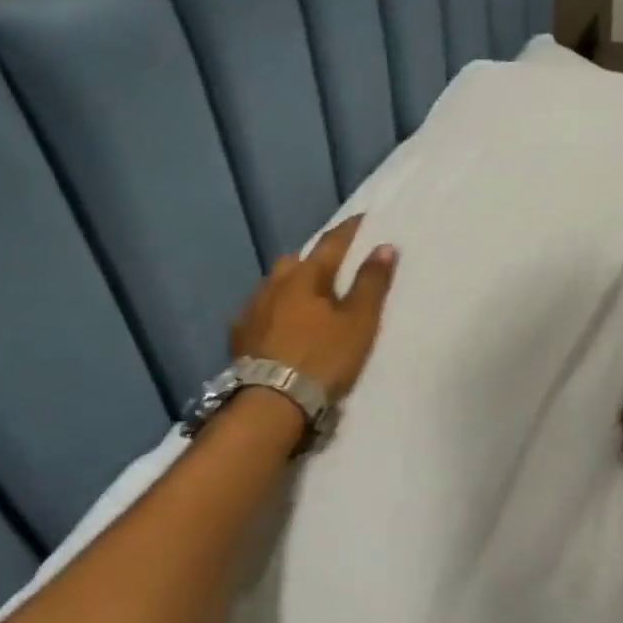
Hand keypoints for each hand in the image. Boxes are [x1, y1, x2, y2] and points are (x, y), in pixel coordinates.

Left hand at [230, 216, 397, 399]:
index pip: (331, 243)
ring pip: (273, 284)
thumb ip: (371, 284)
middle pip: (296, 260)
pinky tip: (277, 324)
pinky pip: (258, 311)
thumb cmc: (322, 359)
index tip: (363, 218)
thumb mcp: (358, 324)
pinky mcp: (238, 335)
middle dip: (314, 258)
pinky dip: (272, 310)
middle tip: (331, 267)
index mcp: (306, 276)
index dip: (349, 230)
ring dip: (290, 284)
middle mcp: (274, 284)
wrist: (271, 403)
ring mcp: (251, 309)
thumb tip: (384, 246)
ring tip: (304, 298)